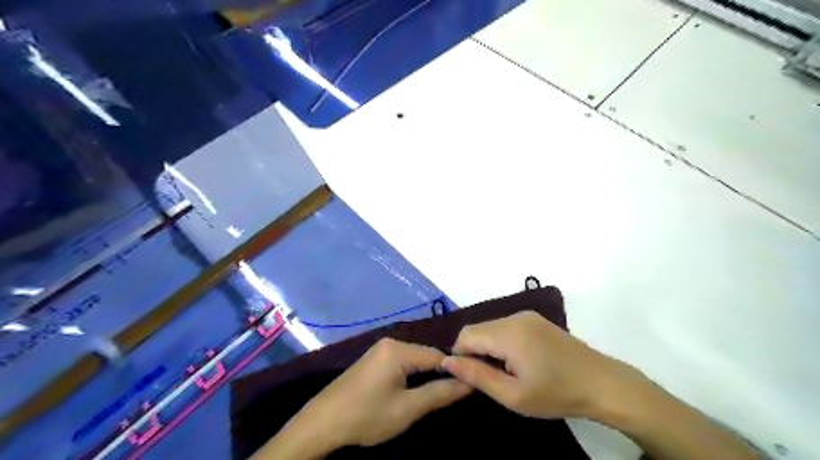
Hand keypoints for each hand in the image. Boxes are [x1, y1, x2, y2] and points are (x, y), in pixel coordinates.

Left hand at [267, 337, 471, 456]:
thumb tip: (470, 383)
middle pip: (426, 355)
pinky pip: (402, 362)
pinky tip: (414, 390)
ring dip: (426, 375)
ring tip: (436, 395)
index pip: (438, 355)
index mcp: (398, 349)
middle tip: (453, 395)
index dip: (455, 371)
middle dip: (440, 373)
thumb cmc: (367, 415)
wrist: (322, 423)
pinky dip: (412, 374)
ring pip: (414, 359)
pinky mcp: (374, 359)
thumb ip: (440, 393)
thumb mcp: (407, 409)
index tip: (469, 387)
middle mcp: (390, 342)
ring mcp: (380, 349)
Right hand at [442, 310, 628, 421]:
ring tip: (504, 372)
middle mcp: (514, 317)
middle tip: (488, 378)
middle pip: (477, 329)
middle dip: (473, 351)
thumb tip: (447, 362)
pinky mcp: (535, 319)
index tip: (470, 378)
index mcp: (509, 333)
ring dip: (487, 346)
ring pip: (490, 327)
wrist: (603, 383)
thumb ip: (477, 376)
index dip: (460, 355)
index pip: (466, 335)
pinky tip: (516, 361)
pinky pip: (505, 326)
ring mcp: (526, 316)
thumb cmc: (557, 394)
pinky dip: (500, 341)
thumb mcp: (513, 395)